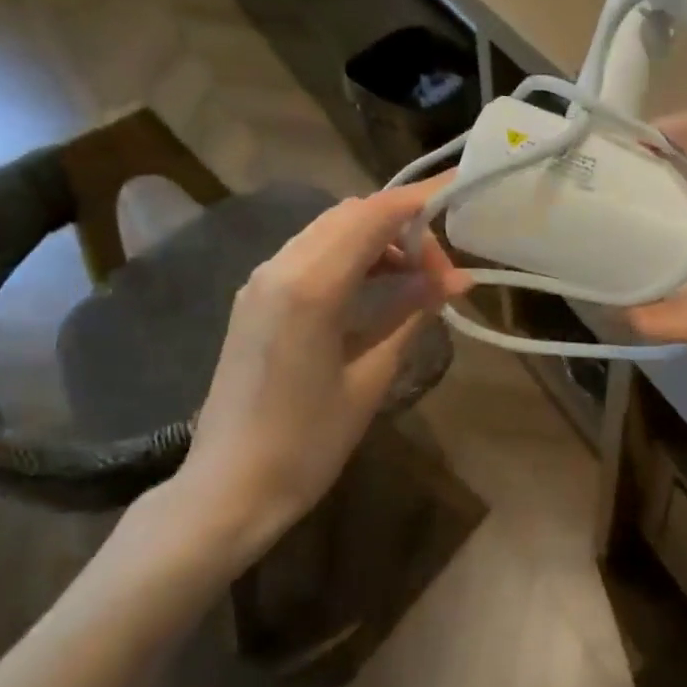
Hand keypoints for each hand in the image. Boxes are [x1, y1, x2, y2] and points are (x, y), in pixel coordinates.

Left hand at [131, 184, 468, 579]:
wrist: (227, 489)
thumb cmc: (307, 444)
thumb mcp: (371, 379)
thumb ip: (411, 316)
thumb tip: (455, 280)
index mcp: (309, 287)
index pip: (372, 216)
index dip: (419, 201)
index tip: (459, 197)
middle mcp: (279, 269)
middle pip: (350, 214)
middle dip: (403, 226)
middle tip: (442, 271)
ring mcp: (261, 282)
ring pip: (329, 230)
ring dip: (377, 240)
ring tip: (418, 282)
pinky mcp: (255, 300)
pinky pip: (311, 254)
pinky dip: (351, 256)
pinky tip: (378, 290)